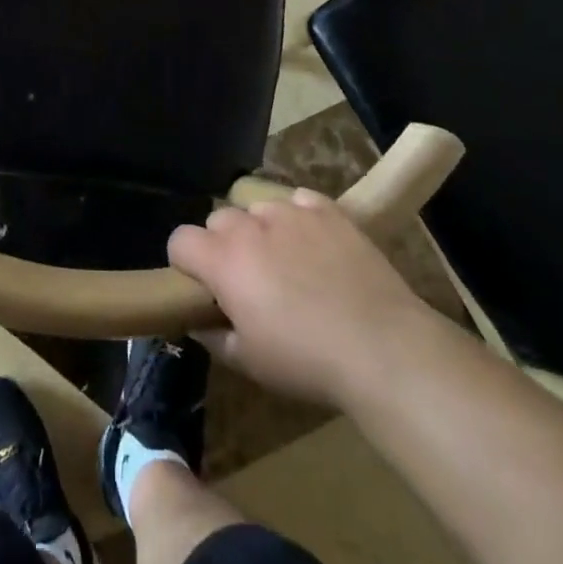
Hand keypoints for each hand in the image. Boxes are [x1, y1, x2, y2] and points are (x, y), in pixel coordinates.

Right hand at [168, 189, 434, 406]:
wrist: (382, 347)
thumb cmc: (307, 360)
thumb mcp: (250, 363)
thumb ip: (214, 337)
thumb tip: (198, 323)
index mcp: (224, 261)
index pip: (180, 239)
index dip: (185, 261)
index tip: (202, 285)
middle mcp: (250, 226)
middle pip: (219, 219)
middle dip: (224, 244)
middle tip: (248, 279)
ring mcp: (290, 212)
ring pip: (258, 208)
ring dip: (262, 230)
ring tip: (287, 262)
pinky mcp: (327, 209)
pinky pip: (299, 201)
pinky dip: (299, 217)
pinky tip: (315, 244)